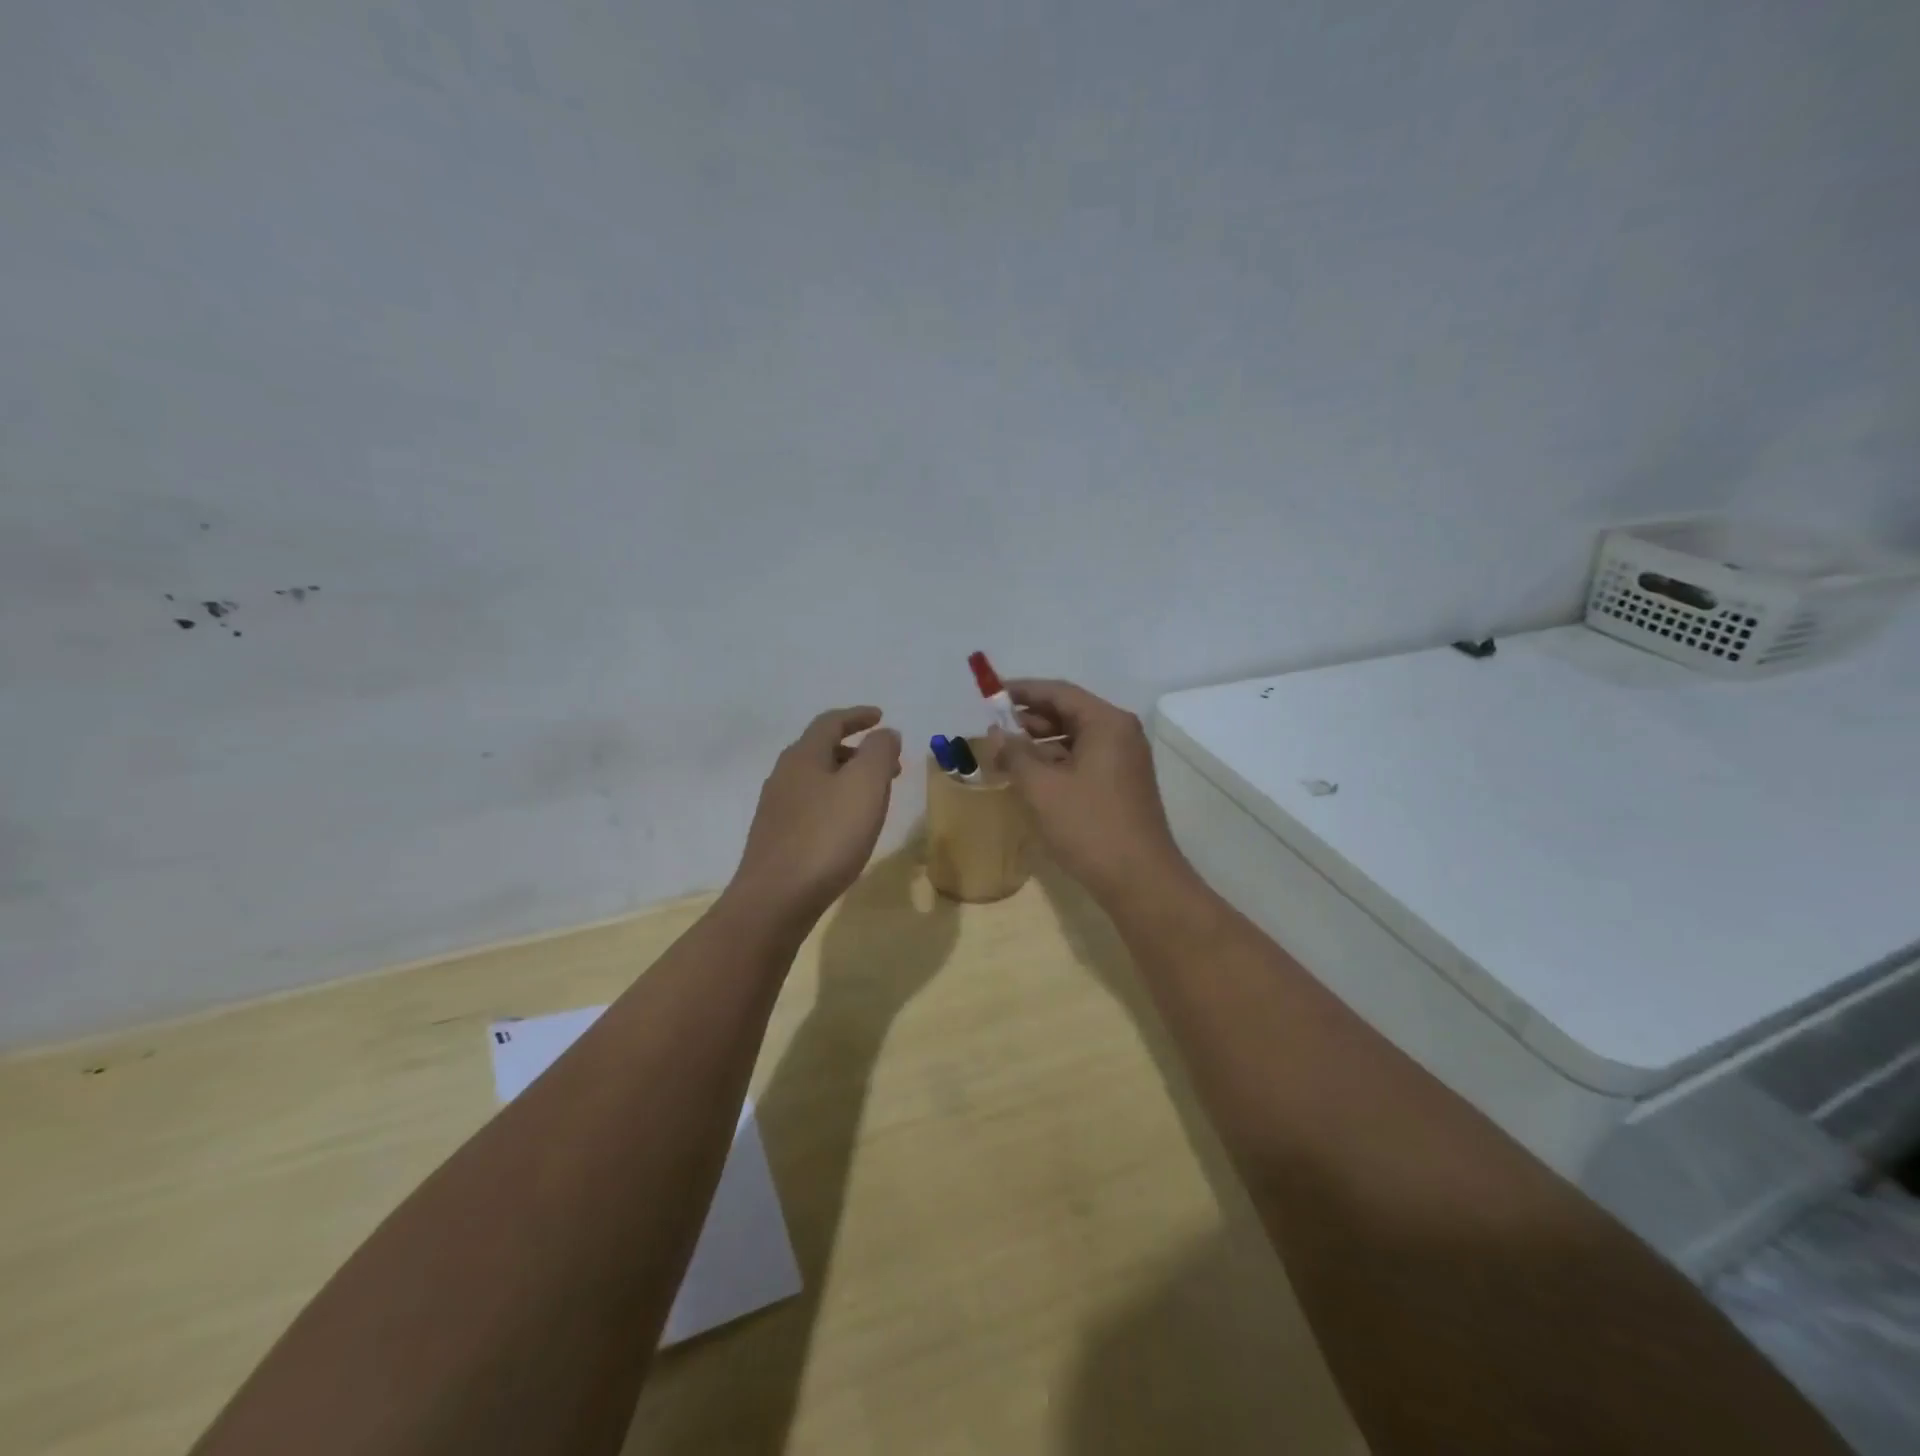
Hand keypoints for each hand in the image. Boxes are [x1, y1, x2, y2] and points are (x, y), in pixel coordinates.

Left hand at [729, 707, 902, 930]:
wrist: (775, 900)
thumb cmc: (826, 837)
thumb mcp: (865, 786)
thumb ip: (879, 752)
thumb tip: (885, 733)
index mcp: (803, 756)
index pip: (831, 722)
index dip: (858, 716)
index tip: (881, 716)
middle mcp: (784, 775)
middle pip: (822, 750)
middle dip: (858, 751)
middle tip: (889, 764)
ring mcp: (776, 808)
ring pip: (817, 779)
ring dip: (847, 778)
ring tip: (874, 797)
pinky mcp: (776, 838)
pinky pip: (810, 806)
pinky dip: (834, 802)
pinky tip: (846, 826)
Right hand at [987, 679, 1193, 905]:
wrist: (1139, 880)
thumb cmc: (1089, 826)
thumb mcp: (1042, 788)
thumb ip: (1015, 754)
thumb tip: (997, 733)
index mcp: (1106, 723)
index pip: (1059, 692)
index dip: (1023, 691)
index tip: (991, 695)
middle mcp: (1120, 734)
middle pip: (1069, 713)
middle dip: (1030, 718)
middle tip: (994, 727)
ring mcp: (1124, 760)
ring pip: (1075, 738)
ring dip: (1041, 742)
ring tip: (1006, 753)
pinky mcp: (1122, 784)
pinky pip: (1084, 759)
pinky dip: (1056, 762)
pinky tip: (1031, 776)